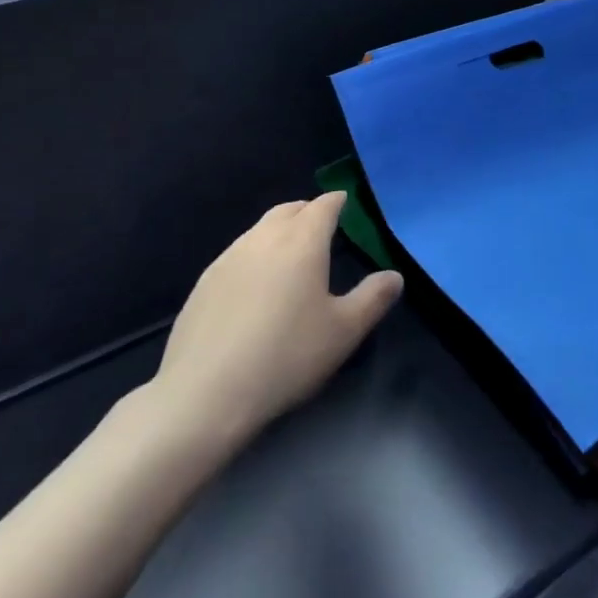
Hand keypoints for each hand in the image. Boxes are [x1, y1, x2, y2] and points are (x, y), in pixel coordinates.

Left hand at [137, 191, 402, 465]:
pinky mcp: (204, 283)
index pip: (323, 205)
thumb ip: (373, 298)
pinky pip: (237, 254)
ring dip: (279, 232)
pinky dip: (254, 256)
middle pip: (289, 209)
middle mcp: (264, 238)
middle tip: (322, 228)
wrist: (203, 395)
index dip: (337, 201)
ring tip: (290, 256)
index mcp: (302, 241)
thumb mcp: (343, 332)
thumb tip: (394, 276)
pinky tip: (255, 288)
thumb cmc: (285, 357)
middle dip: (308, 211)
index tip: (347, 204)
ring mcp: (228, 258)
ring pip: (260, 230)